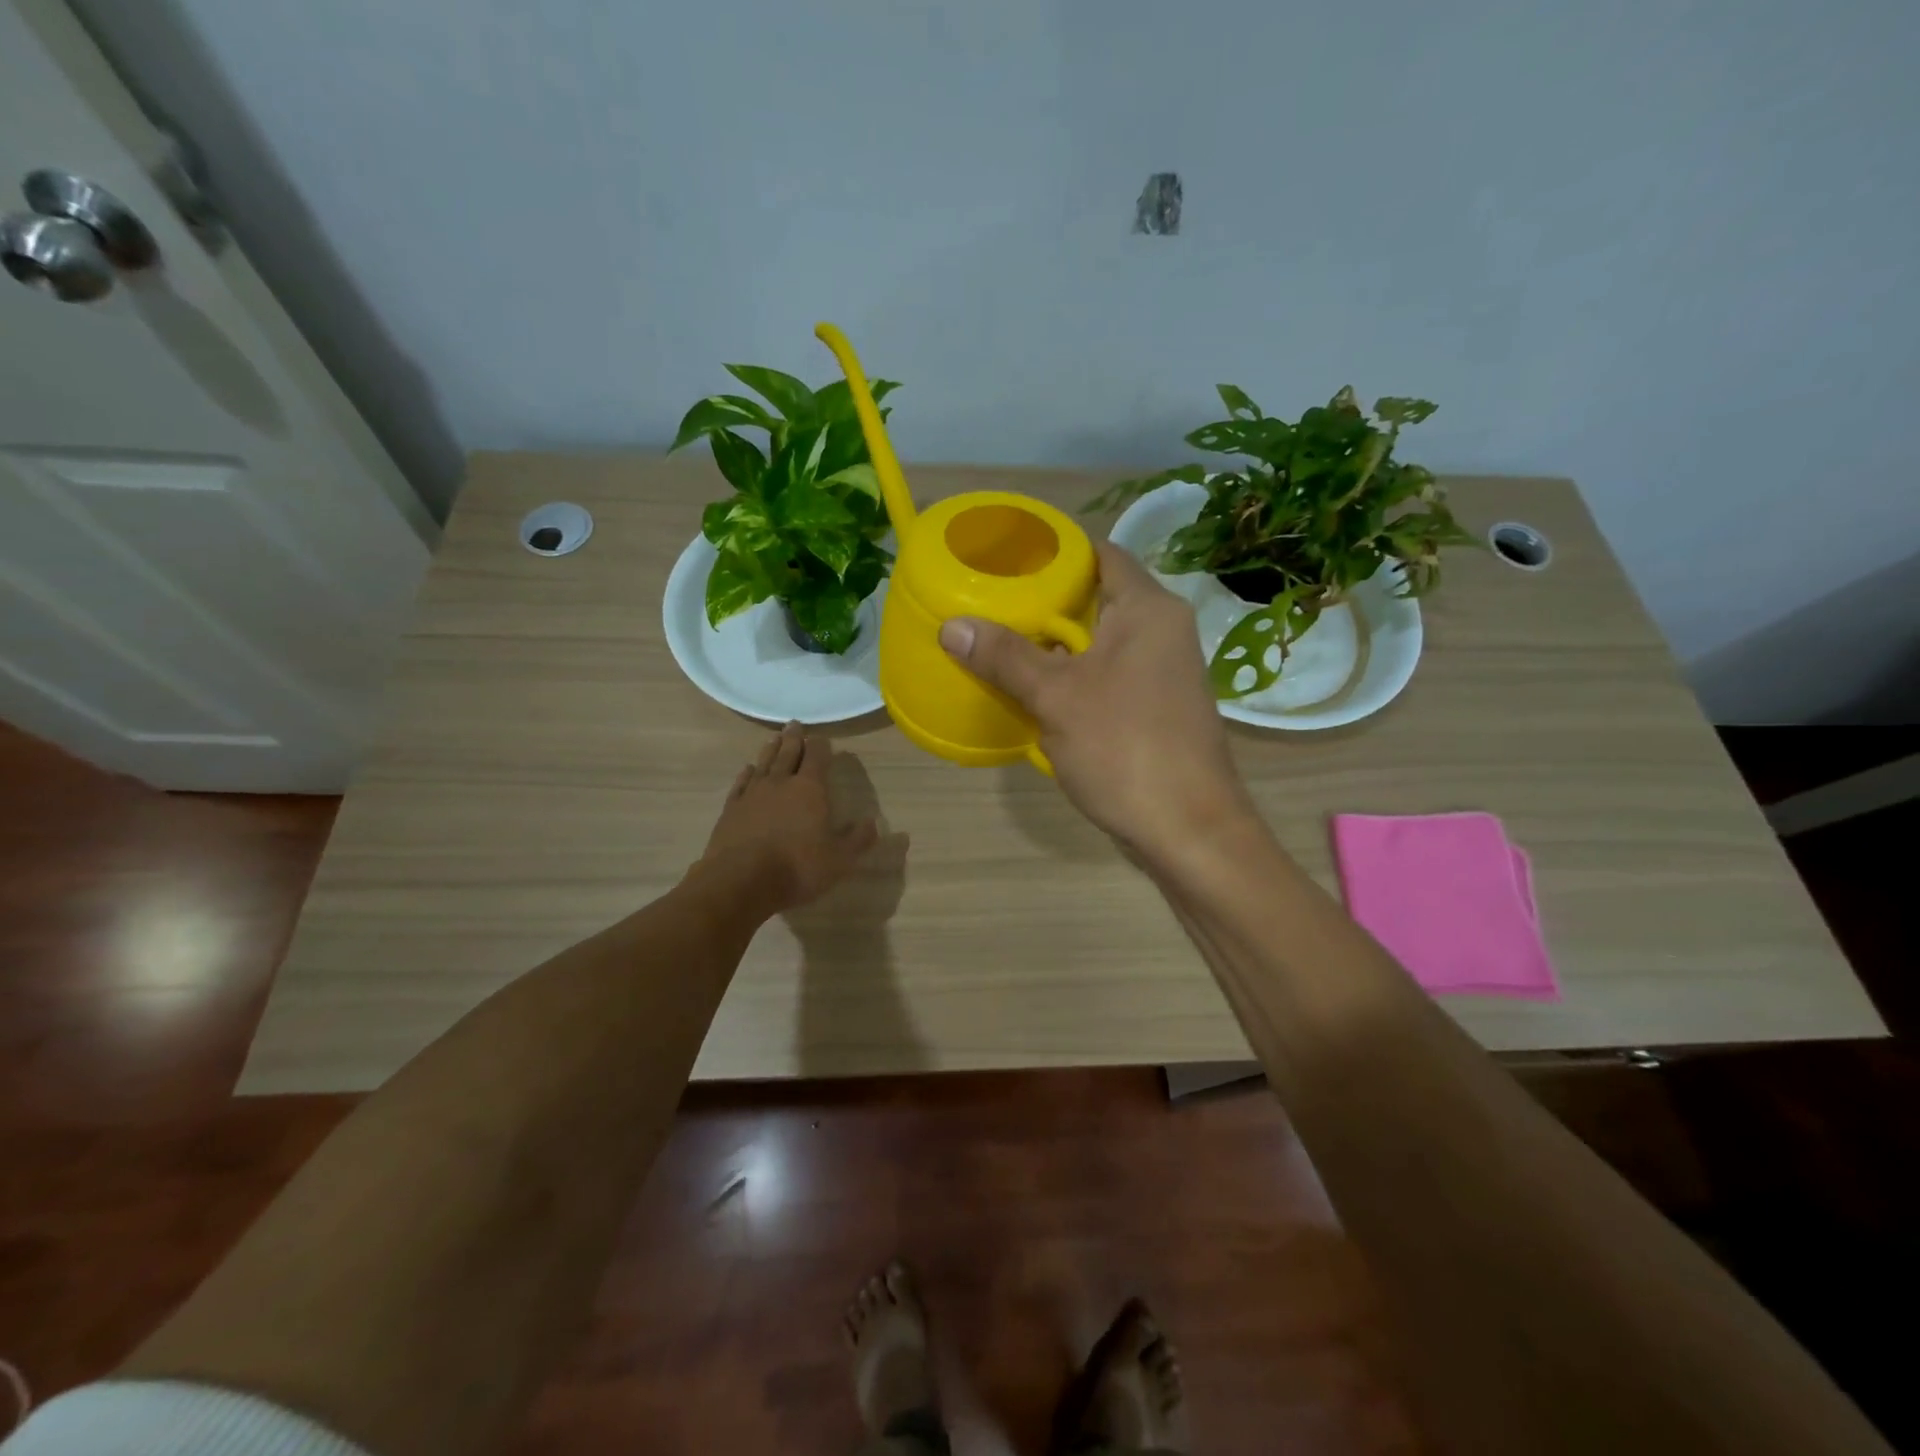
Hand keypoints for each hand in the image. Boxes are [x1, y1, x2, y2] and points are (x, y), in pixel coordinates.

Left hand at [702, 723, 878, 912]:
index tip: (823, 738)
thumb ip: (858, 839)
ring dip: (771, 749)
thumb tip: (873, 823)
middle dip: (794, 739)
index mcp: (810, 789)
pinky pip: (741, 783)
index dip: (821, 746)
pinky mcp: (731, 809)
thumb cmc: (797, 867)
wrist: (741, 881)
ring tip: (774, 738)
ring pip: (764, 763)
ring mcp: (752, 794)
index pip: (817, 757)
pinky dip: (746, 773)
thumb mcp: (839, 859)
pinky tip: (748, 768)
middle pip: (788, 753)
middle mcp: (780, 783)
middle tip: (794, 724)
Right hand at [938, 541, 1253, 854]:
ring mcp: (1163, 673)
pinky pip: (1109, 677)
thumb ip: (1006, 657)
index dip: (1055, 552)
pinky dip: (1075, 679)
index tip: (1007, 561)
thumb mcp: (1056, 697)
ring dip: (1057, 648)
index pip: (1101, 554)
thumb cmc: (1125, 748)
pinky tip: (1036, 694)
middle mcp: (1163, 631)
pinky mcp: (1157, 709)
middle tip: (992, 605)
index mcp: (1148, 610)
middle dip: (1045, 605)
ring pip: (1101, 644)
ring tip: (1002, 646)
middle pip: (1098, 599)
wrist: (1189, 830)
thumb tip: (952, 625)